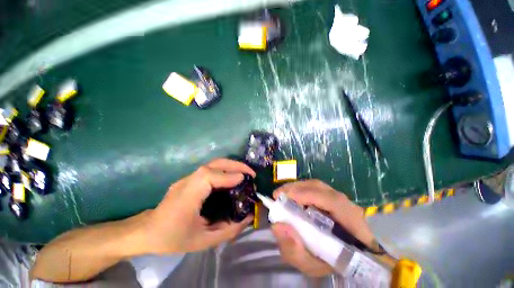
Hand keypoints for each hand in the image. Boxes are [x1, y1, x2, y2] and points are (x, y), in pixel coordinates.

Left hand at [145, 158, 254, 253]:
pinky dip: (226, 170)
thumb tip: (247, 218)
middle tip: (251, 172)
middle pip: (214, 163)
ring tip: (245, 174)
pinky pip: (212, 169)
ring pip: (214, 163)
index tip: (244, 179)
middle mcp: (188, 181)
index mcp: (187, 196)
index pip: (208, 176)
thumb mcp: (203, 241)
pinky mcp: (191, 178)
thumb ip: (228, 230)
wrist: (147, 231)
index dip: (228, 175)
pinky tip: (232, 177)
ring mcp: (188, 177)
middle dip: (235, 164)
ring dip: (232, 165)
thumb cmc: (173, 238)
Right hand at [271, 180, 374, 276]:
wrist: (349, 258)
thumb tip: (277, 226)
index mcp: (351, 224)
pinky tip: (291, 196)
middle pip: (320, 187)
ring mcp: (340, 198)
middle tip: (277, 195)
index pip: (334, 202)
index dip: (309, 195)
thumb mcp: (312, 265)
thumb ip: (295, 251)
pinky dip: (301, 189)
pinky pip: (315, 188)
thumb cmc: (331, 262)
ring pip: (316, 186)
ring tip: (282, 194)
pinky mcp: (333, 197)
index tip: (286, 197)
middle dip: (296, 188)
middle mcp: (347, 205)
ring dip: (296, 187)